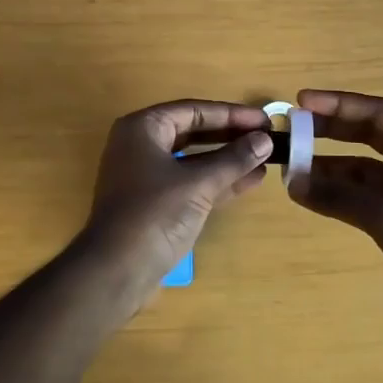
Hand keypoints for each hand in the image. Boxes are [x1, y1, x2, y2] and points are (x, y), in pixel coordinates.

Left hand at [79, 99, 270, 306]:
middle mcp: (141, 145)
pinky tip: (250, 181)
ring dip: (228, 160)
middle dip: (231, 135)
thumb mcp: (198, 183)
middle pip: (194, 132)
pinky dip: (218, 181)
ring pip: (194, 159)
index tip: (265, 119)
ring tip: (265, 159)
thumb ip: (233, 159)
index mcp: (143, 128)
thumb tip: (265, 140)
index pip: (194, 110)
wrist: (116, 272)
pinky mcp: (155, 203)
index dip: (232, 114)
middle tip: (267, 136)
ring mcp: (146, 176)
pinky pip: (191, 182)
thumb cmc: (154, 214)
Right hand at [291, 90, 382, 335]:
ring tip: (292, 166)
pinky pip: (364, 192)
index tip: (301, 102)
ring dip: (330, 165)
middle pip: (367, 132)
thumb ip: (339, 197)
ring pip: (362, 165)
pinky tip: (311, 196)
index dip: (337, 103)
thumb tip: (293, 182)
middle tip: (292, 129)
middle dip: (330, 130)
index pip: (375, 111)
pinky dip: (339, 192)